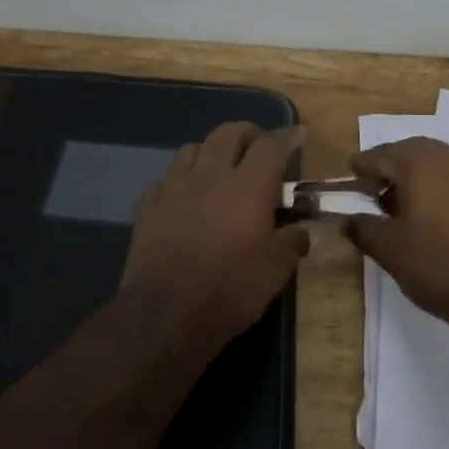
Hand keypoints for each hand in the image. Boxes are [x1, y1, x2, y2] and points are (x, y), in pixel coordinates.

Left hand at [120, 122, 309, 347]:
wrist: (166, 315)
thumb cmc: (230, 289)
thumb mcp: (276, 271)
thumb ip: (292, 243)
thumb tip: (300, 231)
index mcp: (248, 186)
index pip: (271, 145)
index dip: (287, 136)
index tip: (298, 135)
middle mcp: (210, 176)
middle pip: (228, 133)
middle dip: (248, 134)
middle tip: (259, 148)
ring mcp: (174, 189)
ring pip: (192, 148)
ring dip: (211, 151)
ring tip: (220, 167)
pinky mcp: (148, 208)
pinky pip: (165, 179)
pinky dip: (179, 181)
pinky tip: (184, 197)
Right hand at [343, 137, 448, 331]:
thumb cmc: (438, 264)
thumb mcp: (389, 249)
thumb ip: (363, 229)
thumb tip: (348, 220)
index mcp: (420, 162)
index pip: (381, 155)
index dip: (362, 167)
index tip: (350, 175)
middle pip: (409, 153)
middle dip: (388, 168)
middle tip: (371, 190)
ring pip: (434, 165)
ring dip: (412, 179)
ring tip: (396, 208)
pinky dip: (435, 189)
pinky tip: (427, 217)